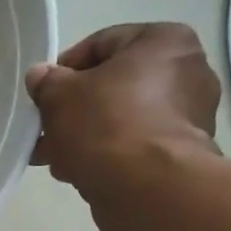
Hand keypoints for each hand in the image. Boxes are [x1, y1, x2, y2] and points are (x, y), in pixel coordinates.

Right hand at [25, 23, 221, 191]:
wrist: (147, 189)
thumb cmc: (106, 126)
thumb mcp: (60, 96)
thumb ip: (47, 82)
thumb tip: (40, 77)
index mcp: (165, 41)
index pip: (102, 44)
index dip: (64, 69)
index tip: (43, 95)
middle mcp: (187, 73)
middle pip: (114, 86)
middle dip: (75, 110)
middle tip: (46, 131)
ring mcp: (189, 118)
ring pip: (122, 120)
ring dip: (86, 136)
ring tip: (55, 158)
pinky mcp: (182, 156)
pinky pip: (136, 147)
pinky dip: (108, 156)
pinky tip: (79, 172)